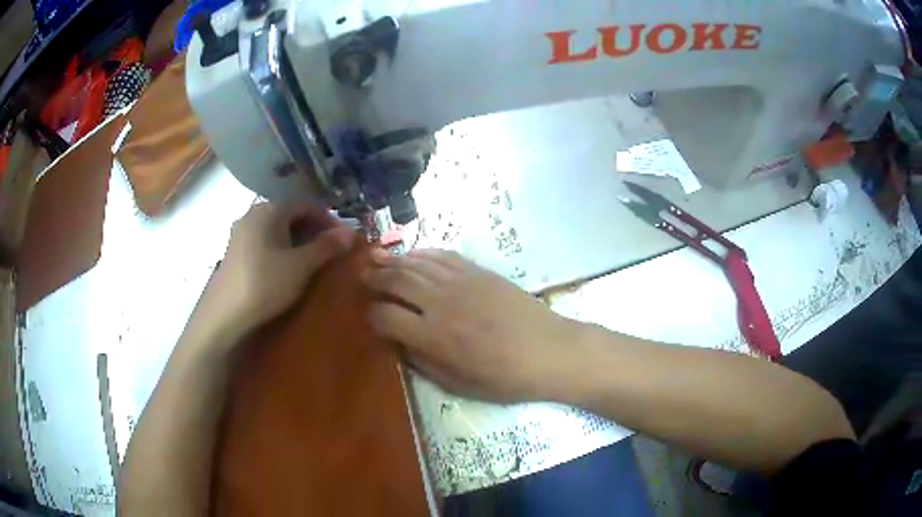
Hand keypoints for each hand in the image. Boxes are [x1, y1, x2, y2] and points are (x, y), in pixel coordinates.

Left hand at [212, 203, 352, 335]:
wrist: (225, 314)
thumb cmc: (266, 283)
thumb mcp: (301, 266)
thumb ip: (326, 246)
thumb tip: (349, 232)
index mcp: (269, 210)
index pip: (306, 204)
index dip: (327, 219)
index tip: (342, 239)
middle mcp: (253, 214)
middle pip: (289, 215)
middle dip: (312, 231)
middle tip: (329, 252)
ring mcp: (241, 233)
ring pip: (276, 230)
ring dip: (296, 241)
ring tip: (310, 262)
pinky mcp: (234, 252)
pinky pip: (264, 242)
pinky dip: (280, 250)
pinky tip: (285, 269)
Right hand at [363, 249, 576, 402]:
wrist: (550, 351)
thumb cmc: (505, 378)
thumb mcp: (458, 384)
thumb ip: (422, 362)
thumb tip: (399, 341)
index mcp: (433, 337)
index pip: (385, 316)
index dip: (372, 315)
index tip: (371, 317)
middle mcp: (441, 303)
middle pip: (396, 280)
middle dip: (374, 276)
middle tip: (362, 273)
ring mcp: (461, 282)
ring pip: (416, 263)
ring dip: (392, 259)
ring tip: (376, 257)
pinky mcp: (479, 271)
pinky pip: (443, 255)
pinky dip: (423, 253)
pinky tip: (413, 254)